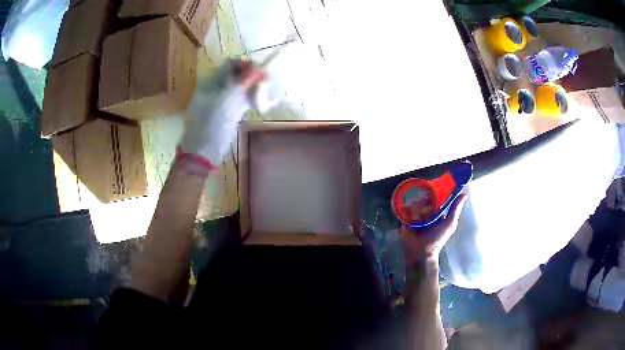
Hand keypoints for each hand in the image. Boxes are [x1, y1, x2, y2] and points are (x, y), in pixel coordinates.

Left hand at [179, 60, 265, 168]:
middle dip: (252, 76)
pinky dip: (252, 100)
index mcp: (210, 81)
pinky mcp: (228, 113)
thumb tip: (259, 69)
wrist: (202, 152)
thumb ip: (243, 83)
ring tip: (267, 92)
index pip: (231, 64)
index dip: (246, 65)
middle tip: (267, 82)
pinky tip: (263, 103)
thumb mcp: (227, 101)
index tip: (261, 71)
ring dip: (254, 88)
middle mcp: (215, 88)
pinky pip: (241, 101)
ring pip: (241, 88)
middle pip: (237, 75)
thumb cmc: (211, 125)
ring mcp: (221, 101)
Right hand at [401, 194, 467, 267]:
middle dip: (425, 205)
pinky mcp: (405, 218)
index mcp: (437, 211)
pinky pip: (405, 208)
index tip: (435, 193)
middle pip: (424, 198)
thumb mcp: (450, 224)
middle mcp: (426, 211)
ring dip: (417, 212)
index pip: (436, 196)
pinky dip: (409, 214)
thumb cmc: (437, 239)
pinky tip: (411, 221)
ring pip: (415, 203)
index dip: (435, 194)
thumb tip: (465, 194)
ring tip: (418, 222)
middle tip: (427, 216)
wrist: (421, 252)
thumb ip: (456, 209)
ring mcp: (415, 214)